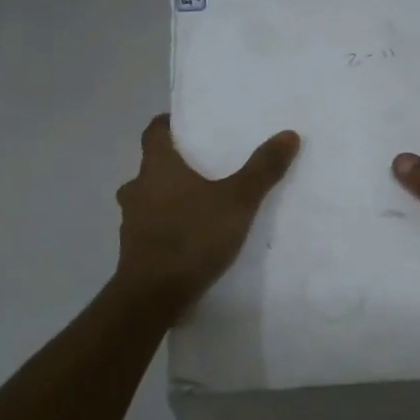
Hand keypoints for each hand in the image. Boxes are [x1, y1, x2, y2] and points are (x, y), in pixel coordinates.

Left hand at [115, 115, 299, 310]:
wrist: (153, 295)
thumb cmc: (192, 237)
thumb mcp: (237, 201)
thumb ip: (262, 169)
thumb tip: (288, 134)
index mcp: (156, 167)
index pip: (153, 132)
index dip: (168, 125)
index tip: (185, 125)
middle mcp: (137, 189)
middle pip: (151, 167)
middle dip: (174, 166)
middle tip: (202, 168)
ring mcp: (131, 222)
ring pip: (148, 200)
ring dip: (167, 199)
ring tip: (199, 205)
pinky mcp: (133, 250)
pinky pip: (150, 228)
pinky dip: (166, 227)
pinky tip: (189, 238)